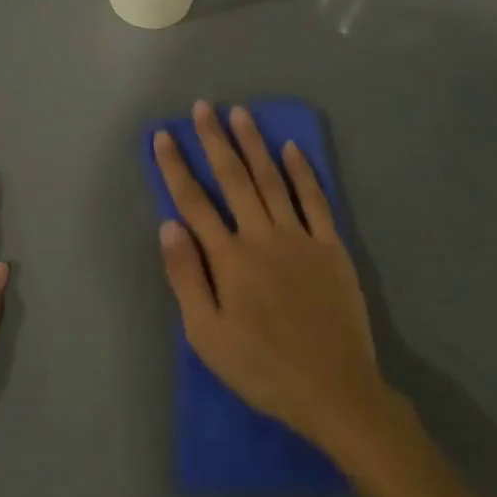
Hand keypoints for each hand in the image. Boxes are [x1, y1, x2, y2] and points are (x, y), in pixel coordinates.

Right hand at [153, 102, 391, 454]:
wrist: (334, 390)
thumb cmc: (262, 368)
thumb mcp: (206, 335)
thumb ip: (186, 276)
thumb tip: (168, 225)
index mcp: (229, 258)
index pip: (194, 202)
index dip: (175, 166)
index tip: (163, 135)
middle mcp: (262, 236)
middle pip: (234, 178)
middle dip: (216, 140)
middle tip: (204, 107)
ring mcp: (301, 238)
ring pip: (273, 179)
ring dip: (255, 144)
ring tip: (241, 113)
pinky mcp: (331, 247)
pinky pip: (316, 200)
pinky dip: (304, 171)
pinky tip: (293, 148)